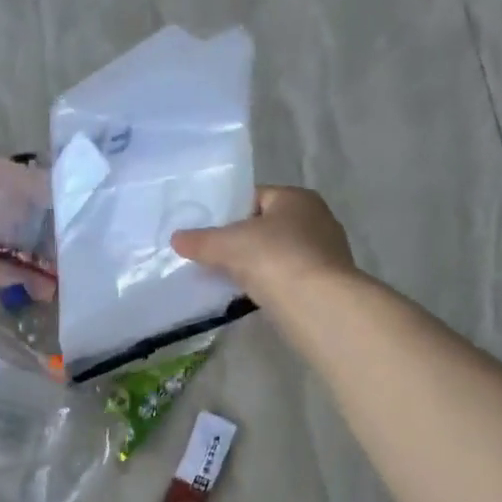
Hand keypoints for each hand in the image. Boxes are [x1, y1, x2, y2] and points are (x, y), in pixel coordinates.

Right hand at [171, 186, 356, 304]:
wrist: (316, 304)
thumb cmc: (273, 257)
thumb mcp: (227, 244)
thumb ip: (200, 240)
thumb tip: (176, 239)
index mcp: (297, 198)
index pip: (256, 197)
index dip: (229, 211)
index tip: (207, 231)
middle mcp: (317, 219)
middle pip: (268, 226)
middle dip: (242, 240)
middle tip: (213, 256)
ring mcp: (326, 253)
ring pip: (279, 254)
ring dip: (256, 265)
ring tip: (228, 278)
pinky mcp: (325, 284)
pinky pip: (288, 278)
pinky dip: (270, 284)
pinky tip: (252, 295)